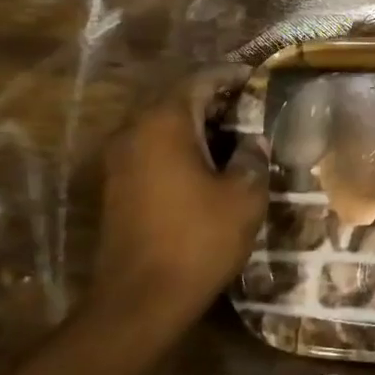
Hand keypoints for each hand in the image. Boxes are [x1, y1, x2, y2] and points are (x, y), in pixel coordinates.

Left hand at [85, 66, 266, 323]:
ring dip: (197, 126)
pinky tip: (209, 165)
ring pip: (163, 127)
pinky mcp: (118, 187)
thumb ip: (252, 158)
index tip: (256, 77)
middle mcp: (134, 132)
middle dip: (214, 100)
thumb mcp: (243, 196)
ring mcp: (120, 160)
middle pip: (176, 100)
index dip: (230, 76)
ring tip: (236, 135)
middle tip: (250, 106)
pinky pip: (153, 151)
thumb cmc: (199, 239)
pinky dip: (181, 148)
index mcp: (164, 124)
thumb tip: (252, 142)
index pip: (199, 81)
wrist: (142, 298)